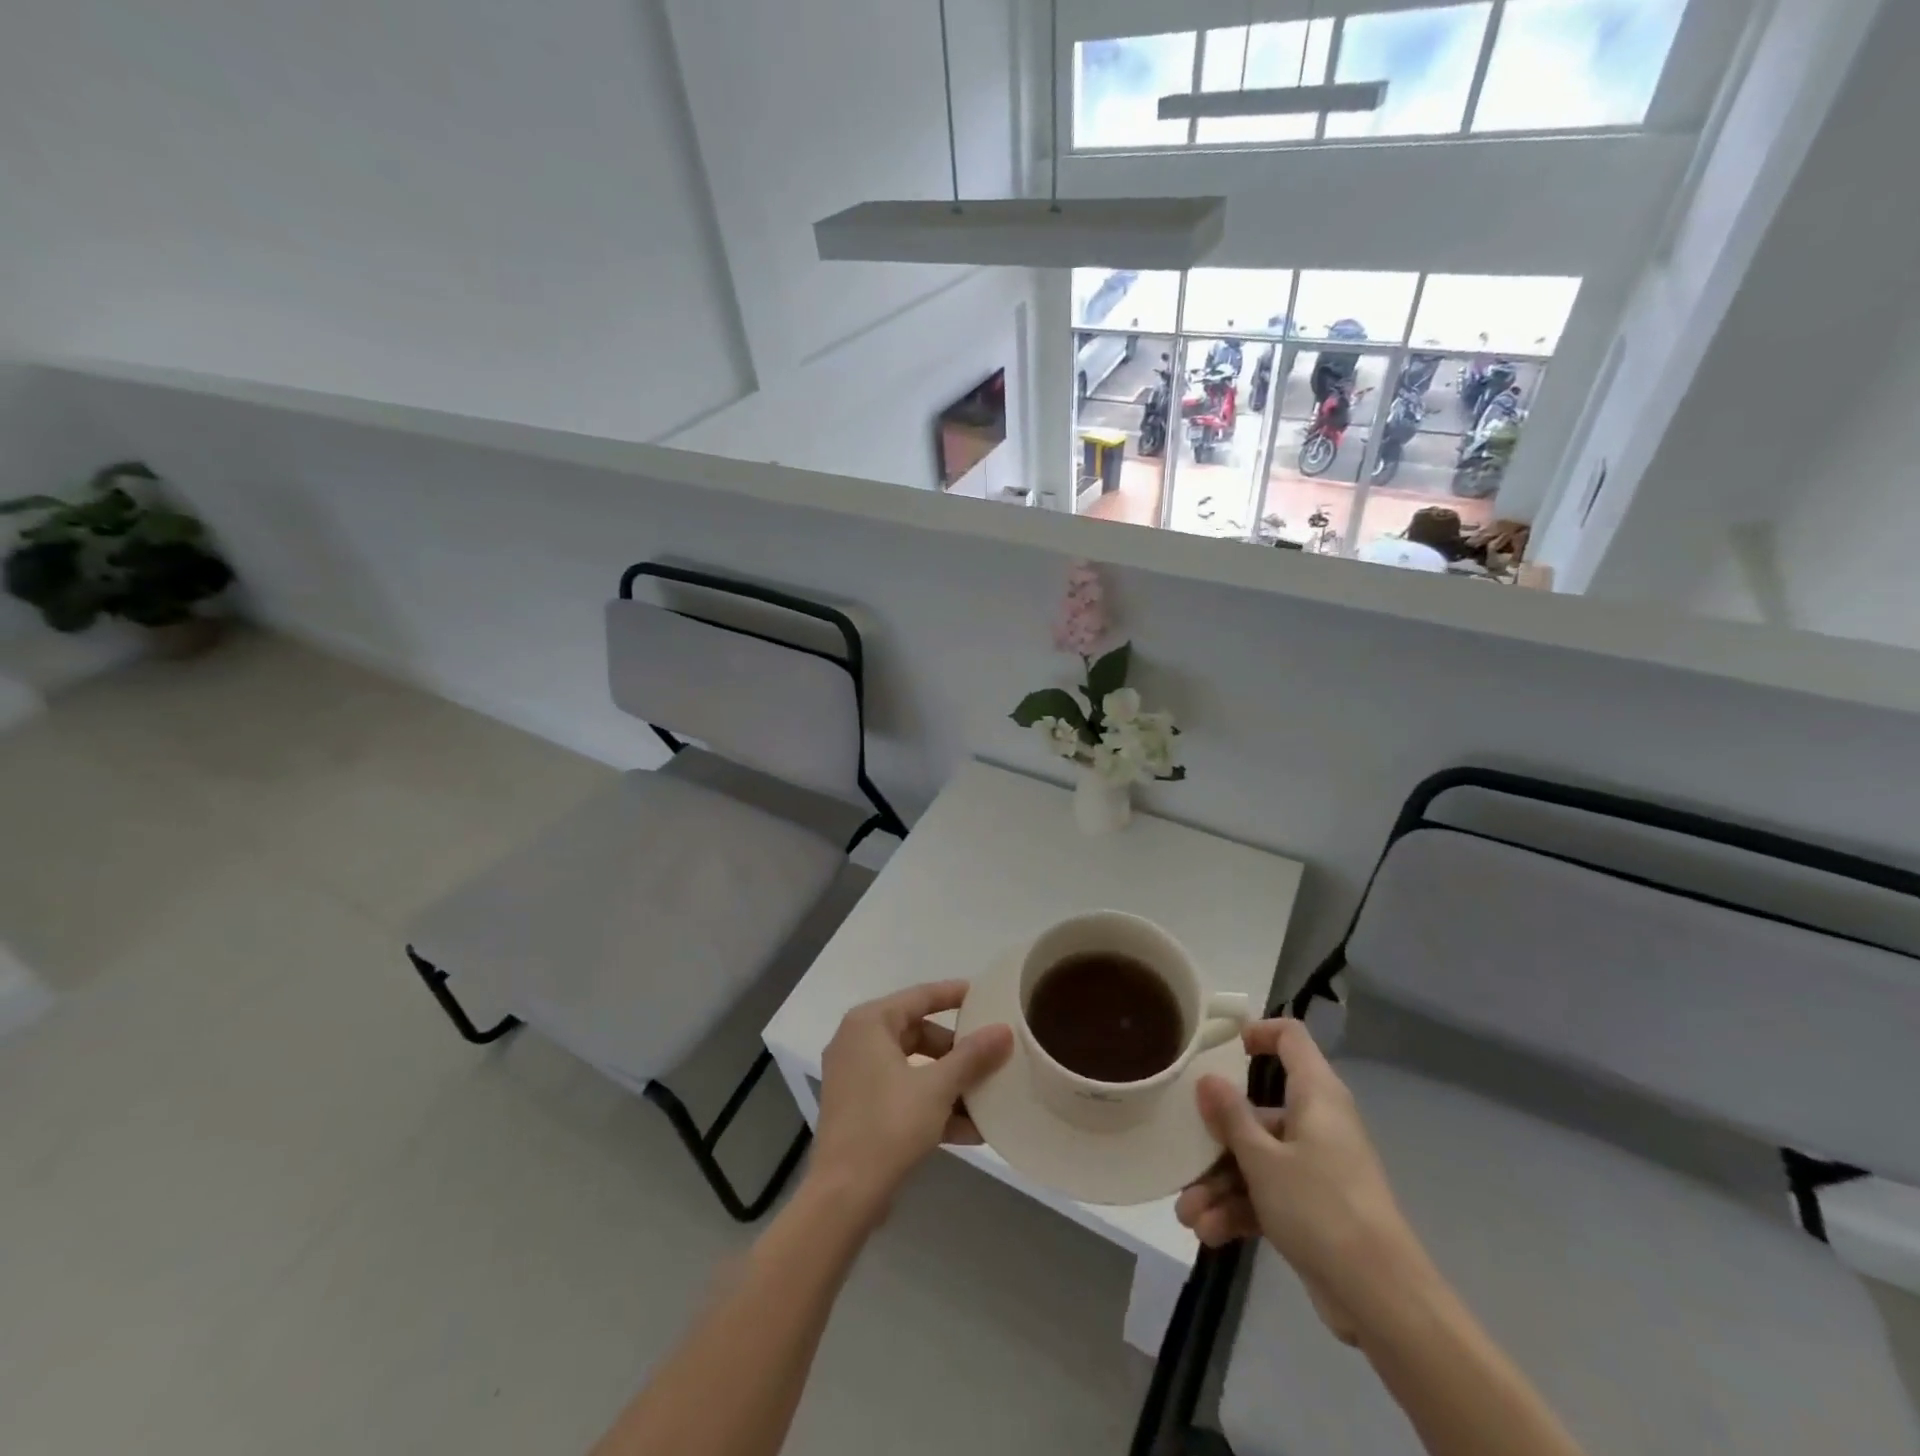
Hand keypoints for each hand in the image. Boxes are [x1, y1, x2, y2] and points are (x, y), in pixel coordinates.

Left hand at [808, 981, 1012, 1222]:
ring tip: (987, 1096)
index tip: (984, 995)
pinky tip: (970, 1130)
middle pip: (917, 1034)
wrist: (843, 1197)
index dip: (953, 994)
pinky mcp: (859, 1110)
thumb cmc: (888, 1126)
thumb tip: (1005, 1030)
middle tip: (989, 1055)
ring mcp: (856, 1078)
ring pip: (913, 1068)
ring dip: (949, 1084)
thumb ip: (972, 1056)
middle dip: (956, 1051)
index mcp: (869, 1024)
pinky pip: (903, 1095)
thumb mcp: (937, 1088)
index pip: (919, 996)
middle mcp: (857, 1042)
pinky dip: (932, 1106)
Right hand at [1175, 1019, 1422, 1344]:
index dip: (1258, 1033)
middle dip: (1216, 1140)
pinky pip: (1269, 1194)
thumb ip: (1231, 1117)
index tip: (1220, 1047)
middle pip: (1258, 1111)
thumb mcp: (1263, 1160)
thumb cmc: (1321, 1208)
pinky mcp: (1314, 1208)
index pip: (1291, 1038)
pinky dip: (1240, 1210)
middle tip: (1183, 1157)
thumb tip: (1208, 1077)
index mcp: (1315, 1095)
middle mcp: (1317, 1122)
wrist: (1383, 1301)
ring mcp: (1316, 1167)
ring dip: (1220, 1185)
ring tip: (1188, 1216)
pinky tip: (1209, 1233)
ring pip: (1258, 1159)